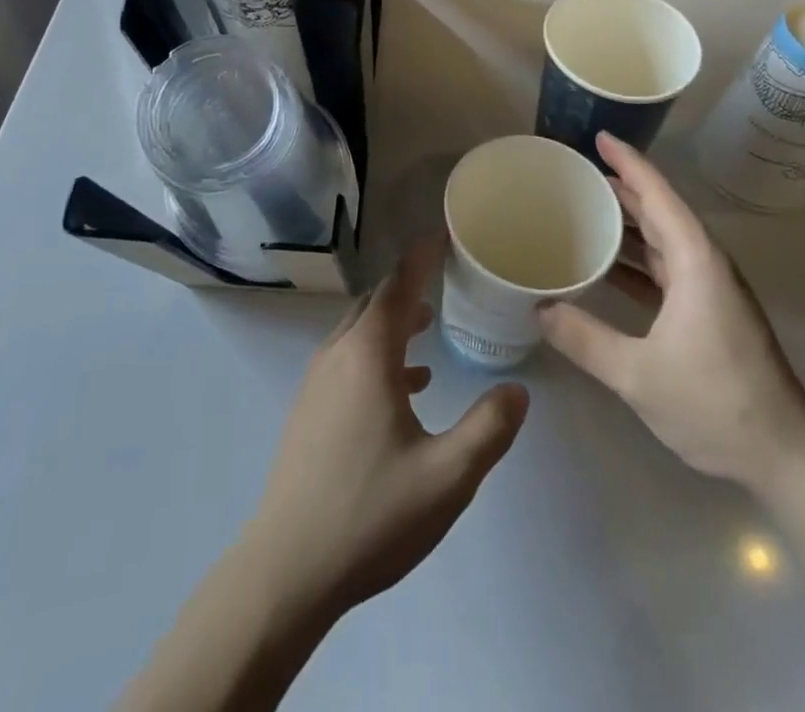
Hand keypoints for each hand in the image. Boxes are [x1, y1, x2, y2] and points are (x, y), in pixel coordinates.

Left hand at [241, 235, 529, 620]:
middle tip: (445, 279)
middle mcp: (338, 354)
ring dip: (393, 321)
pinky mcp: (309, 410)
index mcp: (368, 354)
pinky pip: (348, 359)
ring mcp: (317, 382)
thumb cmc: (370, 514)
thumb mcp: (447, 478)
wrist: (287, 570)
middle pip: (375, 302)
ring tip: (428, 327)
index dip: (423, 256)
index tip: (445, 234)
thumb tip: (517, 391)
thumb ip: (488, 429)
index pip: (398, 285)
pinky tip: (405, 386)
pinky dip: (378, 354)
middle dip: (410, 286)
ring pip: (359, 331)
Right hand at [538, 133, 804, 496]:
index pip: (658, 196)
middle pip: (661, 211)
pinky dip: (638, 259)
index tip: (600, 137)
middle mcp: (706, 265)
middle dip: (623, 187)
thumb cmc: (715, 404)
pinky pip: (668, 268)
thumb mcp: (638, 374)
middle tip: (579, 173)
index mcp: (696, 262)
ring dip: (630, 223)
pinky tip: (609, 268)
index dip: (629, 163)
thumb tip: (539, 308)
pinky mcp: (712, 313)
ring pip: (665, 240)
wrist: (786, 457)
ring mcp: (712, 290)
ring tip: (587, 210)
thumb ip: (585, 339)